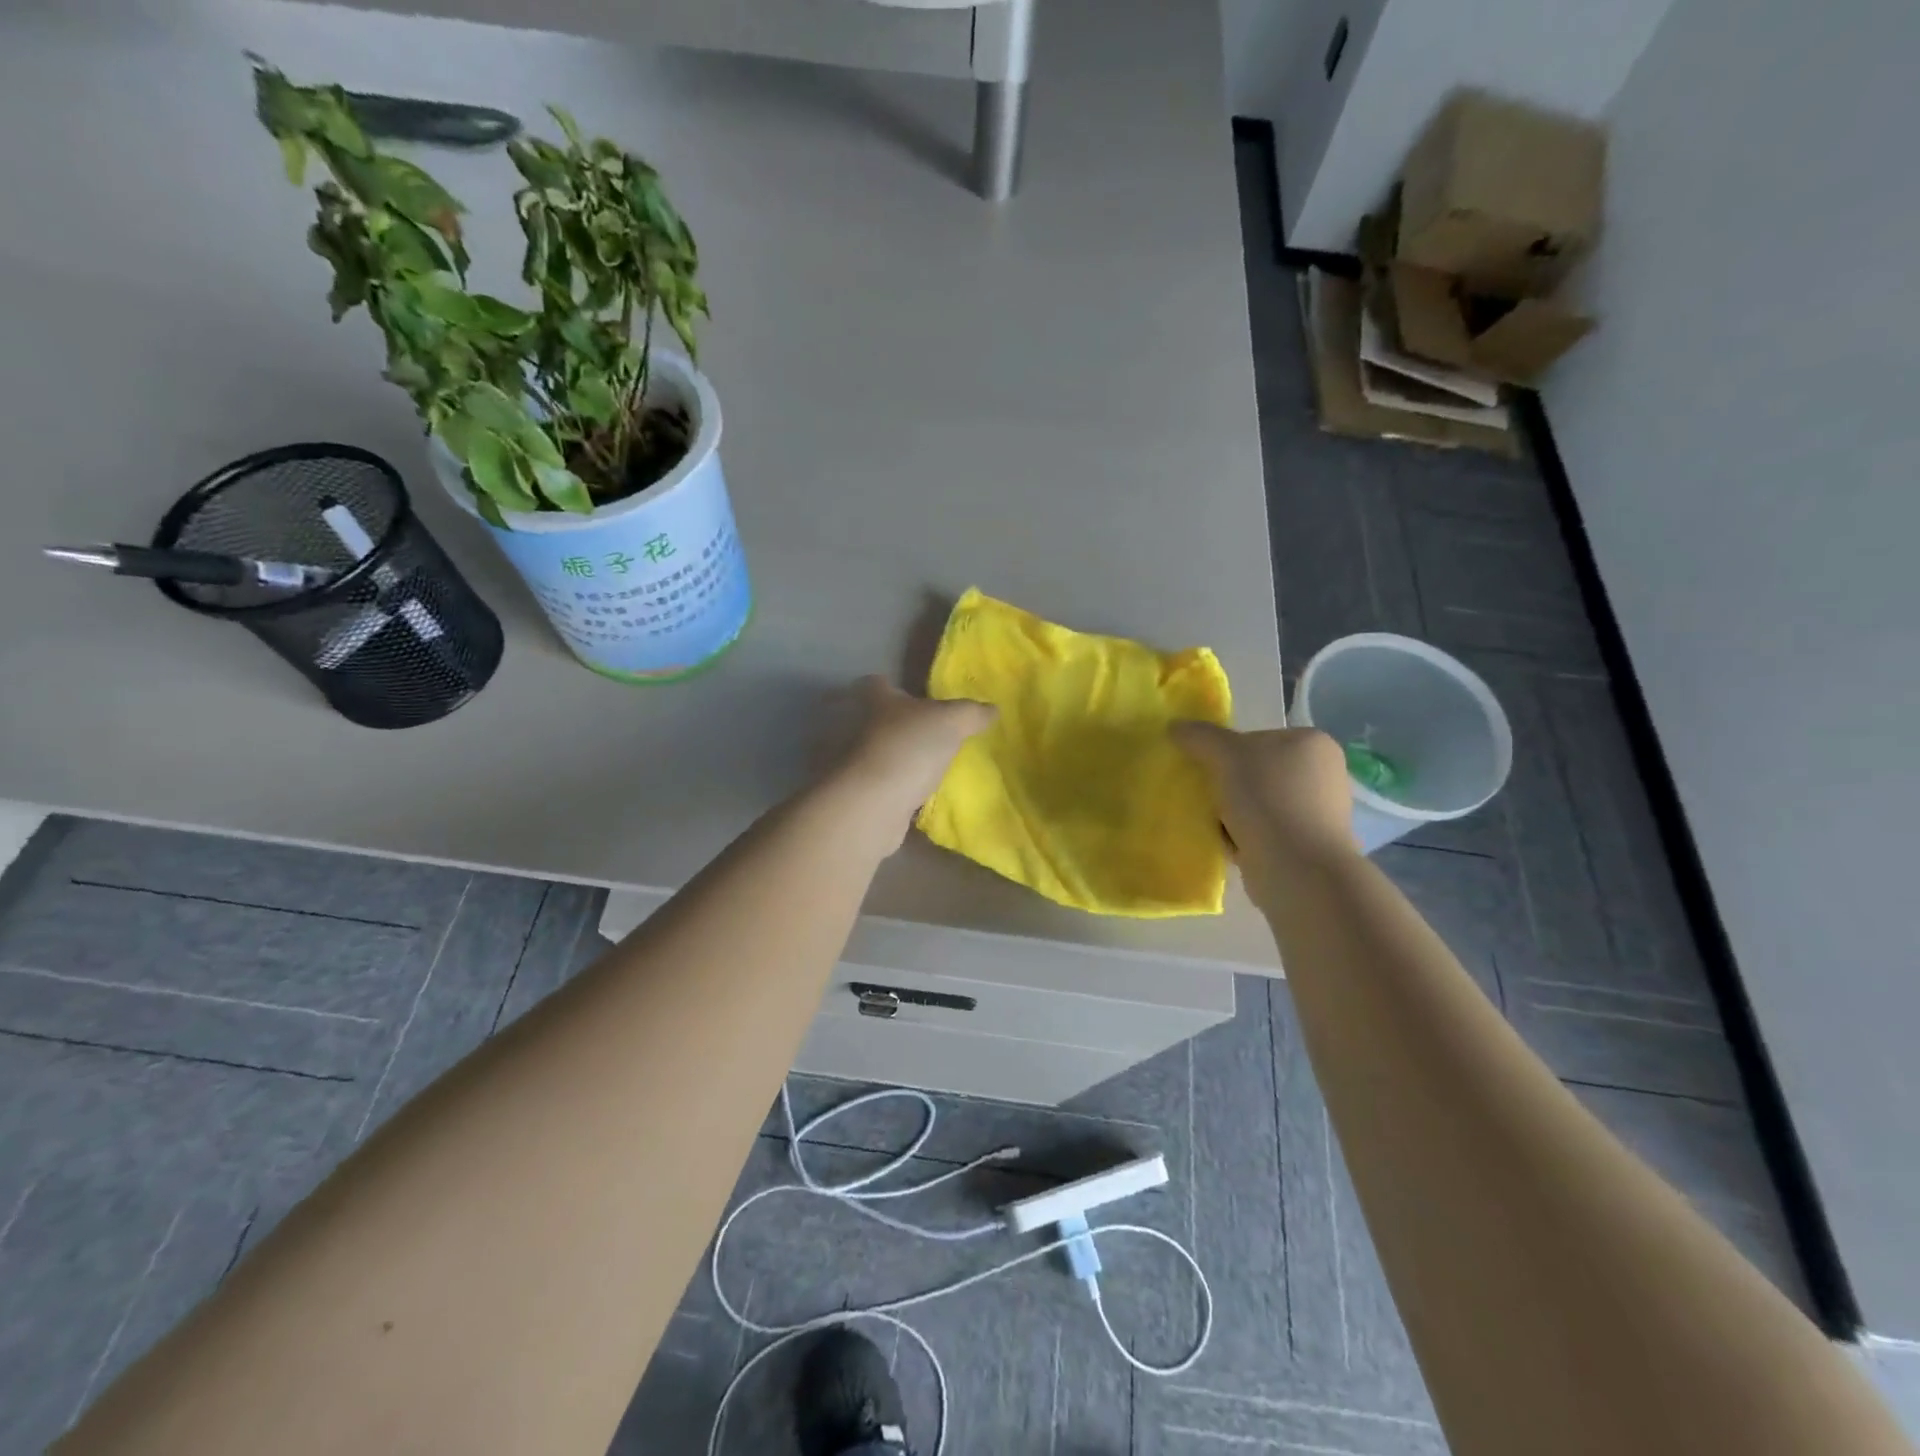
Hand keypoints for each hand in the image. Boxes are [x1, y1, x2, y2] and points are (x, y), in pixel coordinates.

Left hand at [823, 676, 995, 847]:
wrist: (874, 804)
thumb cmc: (909, 747)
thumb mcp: (952, 721)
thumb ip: (972, 713)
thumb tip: (992, 709)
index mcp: (879, 701)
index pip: (877, 684)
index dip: (891, 685)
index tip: (909, 692)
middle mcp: (863, 728)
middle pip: (880, 720)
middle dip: (903, 725)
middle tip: (934, 732)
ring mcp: (860, 763)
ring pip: (884, 754)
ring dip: (903, 759)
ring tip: (933, 765)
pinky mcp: (864, 794)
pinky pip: (887, 785)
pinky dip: (902, 788)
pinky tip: (924, 794)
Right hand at [1172, 722, 1357, 863]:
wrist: (1298, 869)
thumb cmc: (1268, 800)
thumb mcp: (1226, 756)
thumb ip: (1200, 737)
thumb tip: (1176, 726)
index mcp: (1312, 743)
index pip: (1256, 738)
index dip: (1226, 753)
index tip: (1209, 771)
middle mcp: (1323, 773)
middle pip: (1255, 772)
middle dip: (1227, 785)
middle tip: (1207, 798)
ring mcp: (1318, 812)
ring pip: (1257, 803)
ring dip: (1231, 813)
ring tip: (1215, 825)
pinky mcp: (1307, 845)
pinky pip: (1264, 831)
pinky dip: (1243, 837)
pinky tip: (1229, 845)